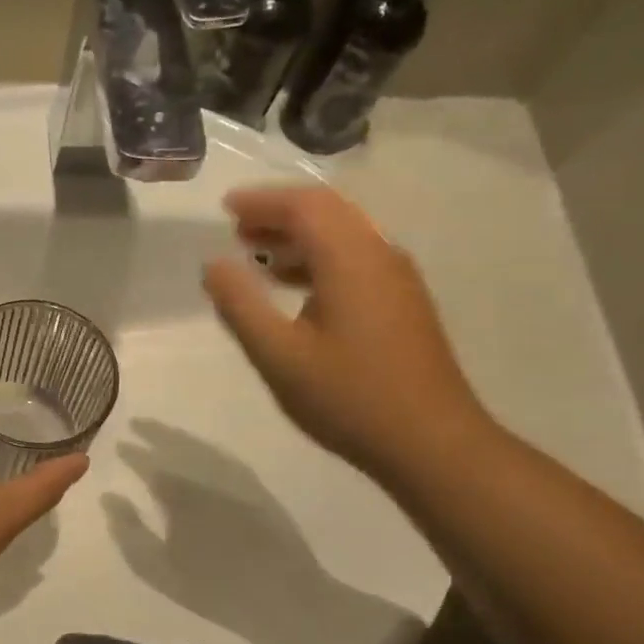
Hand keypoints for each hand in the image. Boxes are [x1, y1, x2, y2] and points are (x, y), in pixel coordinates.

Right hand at [202, 185, 491, 480]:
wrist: (430, 442)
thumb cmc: (348, 398)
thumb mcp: (279, 355)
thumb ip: (241, 305)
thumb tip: (213, 264)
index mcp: (350, 259)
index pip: (304, 206)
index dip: (261, 201)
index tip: (224, 208)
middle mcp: (379, 255)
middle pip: (328, 212)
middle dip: (280, 214)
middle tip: (237, 229)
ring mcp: (397, 279)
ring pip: (344, 237)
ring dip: (299, 238)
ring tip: (258, 256)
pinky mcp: (403, 303)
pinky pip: (356, 261)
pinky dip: (319, 260)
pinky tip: (298, 290)